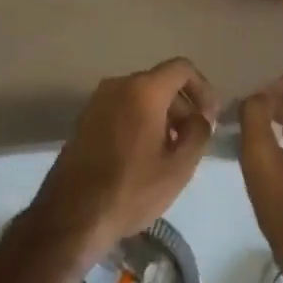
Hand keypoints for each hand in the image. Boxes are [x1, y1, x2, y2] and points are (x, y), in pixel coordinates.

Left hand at [27, 58, 217, 267]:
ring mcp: (97, 101)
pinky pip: (121, 109)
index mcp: (143, 90)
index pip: (182, 68)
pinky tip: (144, 154)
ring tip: (171, 151)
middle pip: (160, 83)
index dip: (203, 89)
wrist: (72, 214)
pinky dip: (139, 121)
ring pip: (140, 96)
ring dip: (161, 116)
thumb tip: (199, 117)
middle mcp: (118, 85)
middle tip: (193, 140)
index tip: (210, 118)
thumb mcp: (179, 166)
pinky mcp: (85, 119)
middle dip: (182, 106)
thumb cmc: (131, 189)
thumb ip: (198, 133)